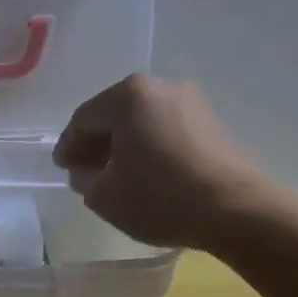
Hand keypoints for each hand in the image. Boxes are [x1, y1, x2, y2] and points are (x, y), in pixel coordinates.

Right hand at [52, 74, 267, 249]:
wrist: (235, 209)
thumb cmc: (160, 197)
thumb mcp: (105, 196)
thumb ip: (84, 179)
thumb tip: (86, 171)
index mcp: (128, 95)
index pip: (84, 119)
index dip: (68, 145)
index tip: (62, 168)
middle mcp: (161, 87)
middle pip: (115, 115)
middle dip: (97, 144)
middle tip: (85, 172)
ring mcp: (191, 103)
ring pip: (143, 122)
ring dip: (125, 146)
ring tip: (116, 176)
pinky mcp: (213, 124)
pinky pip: (168, 131)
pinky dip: (151, 148)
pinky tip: (147, 174)